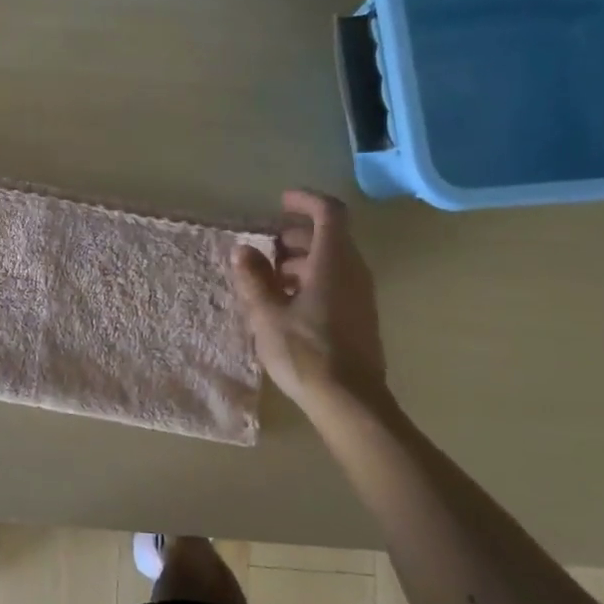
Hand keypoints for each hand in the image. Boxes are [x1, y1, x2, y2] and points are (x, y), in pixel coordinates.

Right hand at [232, 190, 389, 415]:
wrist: (350, 403)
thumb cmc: (306, 352)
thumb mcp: (267, 314)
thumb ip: (253, 279)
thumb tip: (244, 250)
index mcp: (333, 261)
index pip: (329, 212)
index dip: (305, 200)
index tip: (280, 202)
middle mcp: (353, 271)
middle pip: (330, 236)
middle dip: (296, 234)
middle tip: (266, 246)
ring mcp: (360, 296)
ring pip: (333, 260)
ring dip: (302, 259)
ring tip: (269, 278)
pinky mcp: (359, 317)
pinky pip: (336, 282)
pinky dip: (312, 279)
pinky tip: (286, 304)